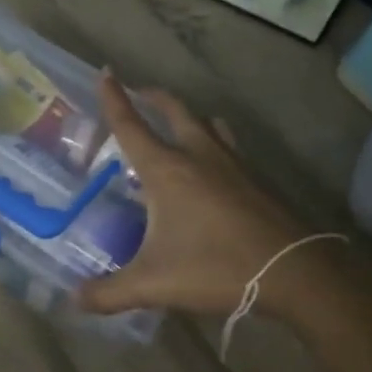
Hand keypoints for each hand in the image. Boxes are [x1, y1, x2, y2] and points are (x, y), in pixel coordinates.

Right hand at [75, 74, 334, 316]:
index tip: (105, 72)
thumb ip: (110, 293)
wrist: (295, 272)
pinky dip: (214, 140)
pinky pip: (228, 145)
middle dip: (153, 97)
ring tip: (178, 120)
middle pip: (173, 111)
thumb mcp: (154, 284)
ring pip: (206, 123)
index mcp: (167, 170)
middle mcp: (198, 155)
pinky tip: (217, 161)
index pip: (131, 125)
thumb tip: (76, 300)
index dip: (114, 99)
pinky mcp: (256, 178)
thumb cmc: (216, 268)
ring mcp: (232, 164)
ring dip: (187, 115)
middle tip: (139, 92)